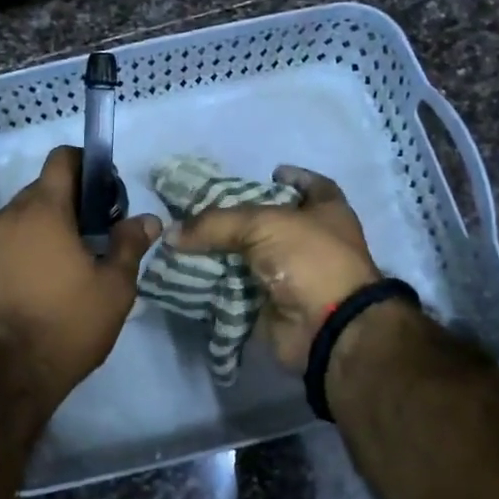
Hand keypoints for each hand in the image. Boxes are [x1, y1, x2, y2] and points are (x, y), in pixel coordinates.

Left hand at [0, 146, 160, 400]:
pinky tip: (34, 287)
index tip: (104, 194)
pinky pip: (1, 246)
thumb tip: (148, 220)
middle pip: (41, 191)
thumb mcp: (113, 289)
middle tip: (91, 240)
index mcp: (43, 210)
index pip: (61, 159)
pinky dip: (20, 253)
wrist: (2, 375)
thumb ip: (129, 246)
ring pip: (19, 220)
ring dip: (43, 231)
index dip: (86, 165)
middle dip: (68, 205)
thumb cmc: (65, 325)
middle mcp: (6, 216)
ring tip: (63, 269)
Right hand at [167, 164, 380, 369]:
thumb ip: (215, 223)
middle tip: (203, 209)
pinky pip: (237, 289)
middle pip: (272, 223)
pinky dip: (216, 285)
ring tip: (185, 241)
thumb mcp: (262, 224)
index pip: (312, 186)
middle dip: (239, 218)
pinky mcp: (273, 304)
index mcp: (326, 212)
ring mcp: (293, 275)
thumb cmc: (309, 259)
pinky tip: (188, 274)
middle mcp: (313, 241)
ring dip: (221, 253)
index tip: (268, 172)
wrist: (326, 327)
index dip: (292, 177)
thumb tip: (171, 233)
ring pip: (249, 258)